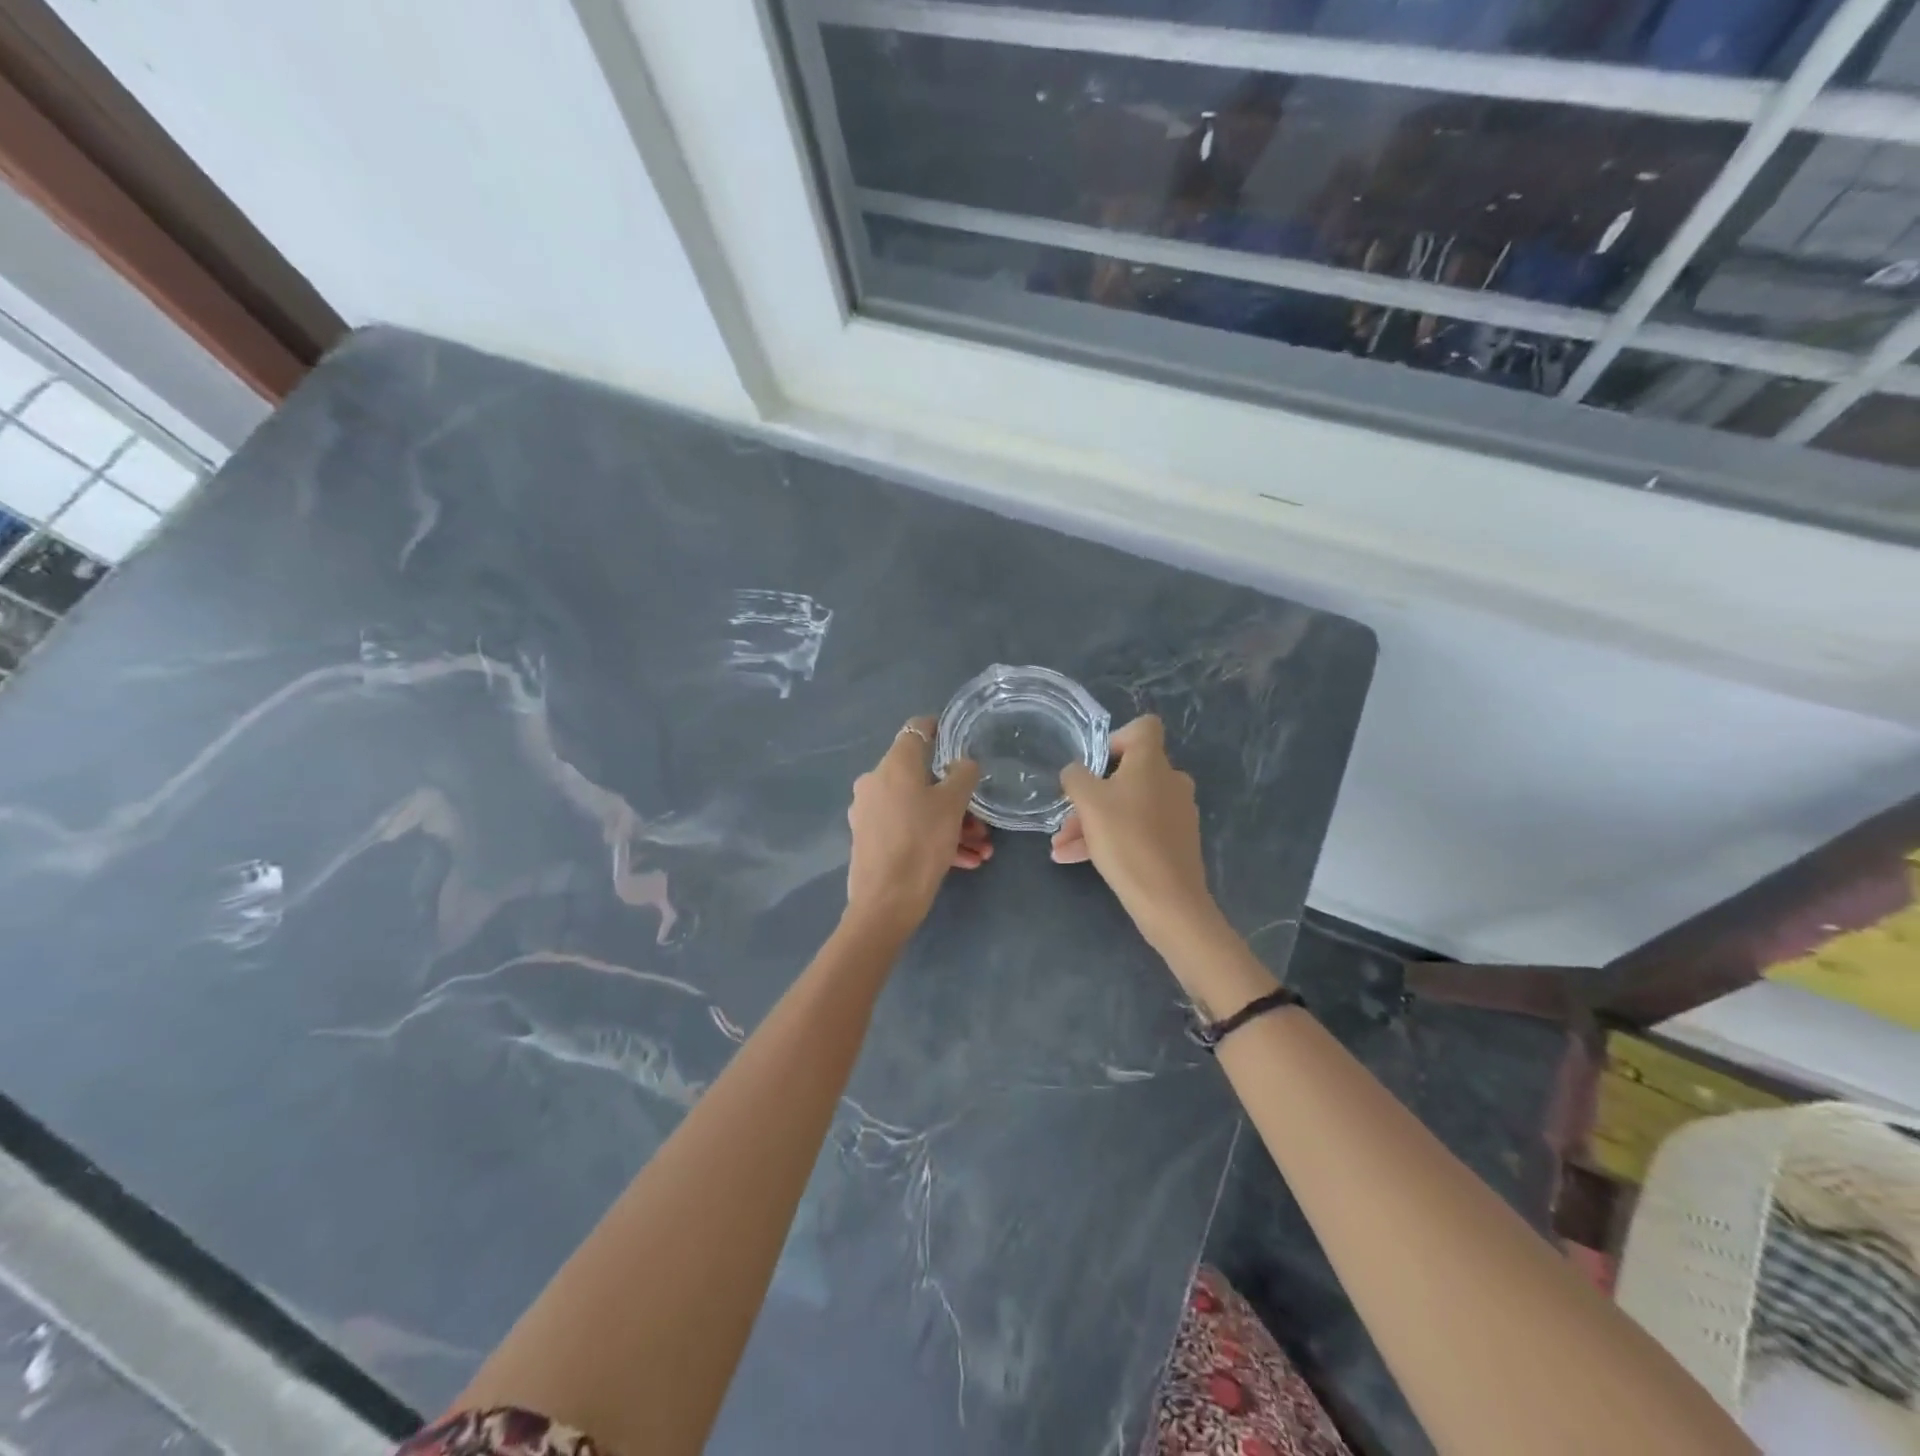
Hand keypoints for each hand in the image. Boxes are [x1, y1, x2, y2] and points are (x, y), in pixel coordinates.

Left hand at [844, 717, 989, 935]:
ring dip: (952, 825)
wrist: (885, 902)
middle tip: (982, 823)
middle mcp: (875, 781)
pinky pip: (908, 829)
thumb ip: (962, 775)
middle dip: (957, 799)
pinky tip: (964, 862)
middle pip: (922, 778)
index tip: (959, 739)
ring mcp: (869, 811)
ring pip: (918, 808)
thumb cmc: (921, 842)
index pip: (917, 729)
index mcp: (894, 764)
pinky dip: (934, 839)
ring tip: (981, 851)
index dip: (940, 729)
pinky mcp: (870, 839)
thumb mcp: (952, 805)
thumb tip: (962, 763)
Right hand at [1052, 716, 1221, 952]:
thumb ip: (1075, 778)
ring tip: (1060, 846)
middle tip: (1065, 817)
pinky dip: (1109, 839)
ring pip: (1126, 807)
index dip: (1116, 738)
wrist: (1168, 900)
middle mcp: (1170, 782)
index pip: (1143, 728)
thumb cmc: (1126, 839)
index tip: (1095, 764)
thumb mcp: (1088, 803)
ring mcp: (1175, 813)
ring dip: (1092, 822)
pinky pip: (1136, 830)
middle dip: (1090, 795)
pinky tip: (1074, 859)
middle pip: (1127, 774)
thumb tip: (1075, 771)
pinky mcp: (1175, 842)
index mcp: (1153, 763)